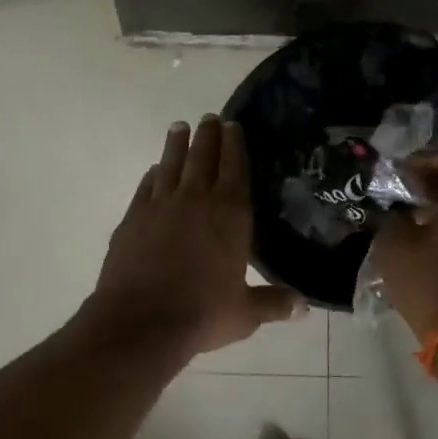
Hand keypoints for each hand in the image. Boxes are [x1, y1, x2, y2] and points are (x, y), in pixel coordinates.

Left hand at [89, 115, 300, 356]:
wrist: (142, 321)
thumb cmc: (202, 314)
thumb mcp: (245, 314)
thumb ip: (274, 303)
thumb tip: (304, 307)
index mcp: (230, 214)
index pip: (235, 169)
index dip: (235, 145)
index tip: (233, 126)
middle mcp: (196, 200)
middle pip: (203, 157)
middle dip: (208, 135)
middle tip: (210, 117)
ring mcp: (161, 205)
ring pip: (171, 164)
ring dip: (177, 144)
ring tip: (180, 127)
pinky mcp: (133, 217)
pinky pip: (146, 186)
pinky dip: (153, 174)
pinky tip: (154, 170)